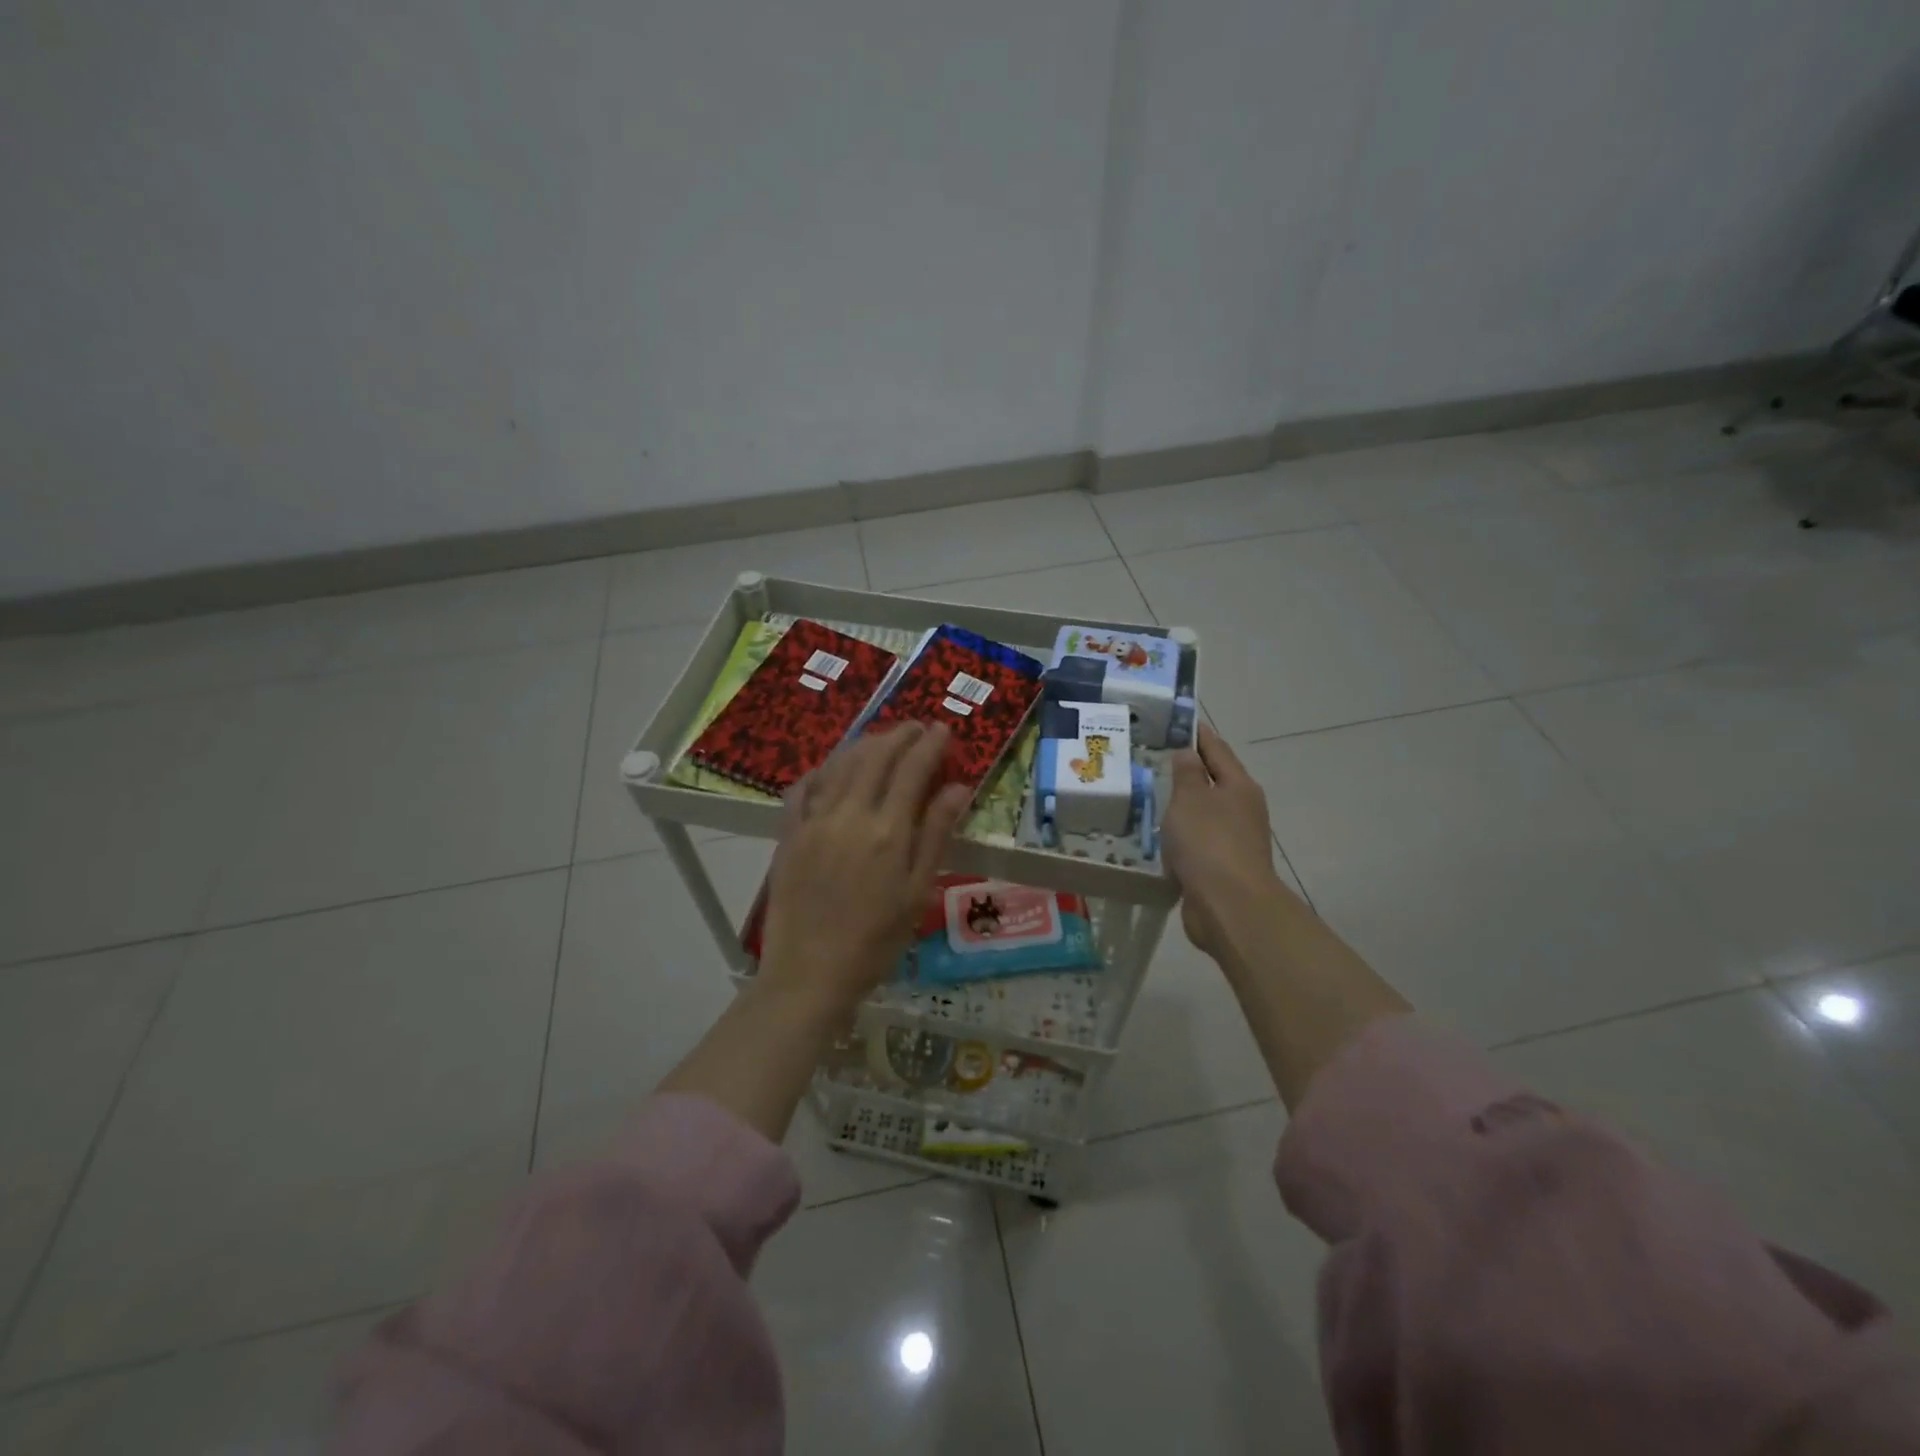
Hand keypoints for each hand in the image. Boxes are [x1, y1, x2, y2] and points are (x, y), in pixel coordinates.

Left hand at [759, 723, 972, 1014]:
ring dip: (864, 745)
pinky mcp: (788, 834)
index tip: (942, 730)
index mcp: (887, 831)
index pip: (912, 770)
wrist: (810, 974)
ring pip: (839, 765)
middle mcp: (849, 815)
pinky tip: (832, 768)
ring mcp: (813, 822)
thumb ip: (935, 835)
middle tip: (915, 728)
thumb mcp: (916, 892)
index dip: (929, 745)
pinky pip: (803, 788)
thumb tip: (957, 787)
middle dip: (898, 735)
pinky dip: (822, 770)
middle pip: (874, 757)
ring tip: (882, 739)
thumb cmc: (875, 941)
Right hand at [1163, 723, 1289, 957]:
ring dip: (1184, 806)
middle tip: (1157, 758)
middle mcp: (1242, 810)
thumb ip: (1187, 774)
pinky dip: (1181, 835)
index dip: (1199, 735)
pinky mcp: (1222, 867)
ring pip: (1205, 814)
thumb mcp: (1191, 799)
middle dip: (1190, 770)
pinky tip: (1160, 836)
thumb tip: (1188, 753)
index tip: (1181, 720)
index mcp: (1239, 786)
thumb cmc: (1209, 842)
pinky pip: (1198, 842)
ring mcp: (1235, 840)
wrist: (1228, 906)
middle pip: (1215, 781)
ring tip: (1152, 795)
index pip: (1217, 750)